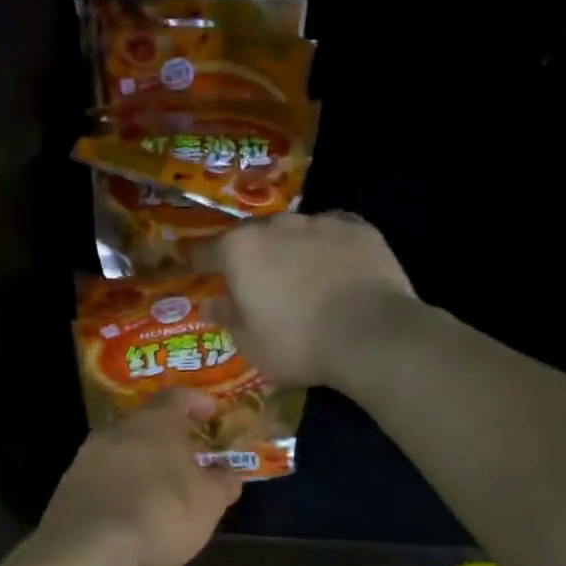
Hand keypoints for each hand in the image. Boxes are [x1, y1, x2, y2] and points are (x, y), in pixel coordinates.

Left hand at [30, 391, 242, 565]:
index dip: (197, 402)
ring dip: (142, 464)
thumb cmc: (160, 514)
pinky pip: (103, 478)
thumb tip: (229, 472)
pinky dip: (121, 488)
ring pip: (122, 451)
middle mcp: (117, 430)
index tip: (212, 412)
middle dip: (168, 438)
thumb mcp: (208, 502)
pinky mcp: (69, 487)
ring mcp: (87, 457)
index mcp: (153, 422)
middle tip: (189, 457)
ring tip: (162, 488)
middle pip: (146, 424)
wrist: (87, 551)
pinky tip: (131, 512)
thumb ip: (223, 482)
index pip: (177, 397)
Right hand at [201, 212, 416, 387]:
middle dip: (248, 256)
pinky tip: (334, 266)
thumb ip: (228, 318)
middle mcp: (275, 225)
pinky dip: (327, 246)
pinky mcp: (358, 227)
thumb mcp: (251, 344)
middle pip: (251, 236)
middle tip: (252, 280)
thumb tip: (212, 304)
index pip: (206, 251)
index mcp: (240, 250)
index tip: (193, 270)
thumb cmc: (298, 343)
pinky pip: (332, 232)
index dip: (197, 262)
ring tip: (297, 275)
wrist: (372, 335)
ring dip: (288, 250)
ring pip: (293, 232)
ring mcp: (319, 222)